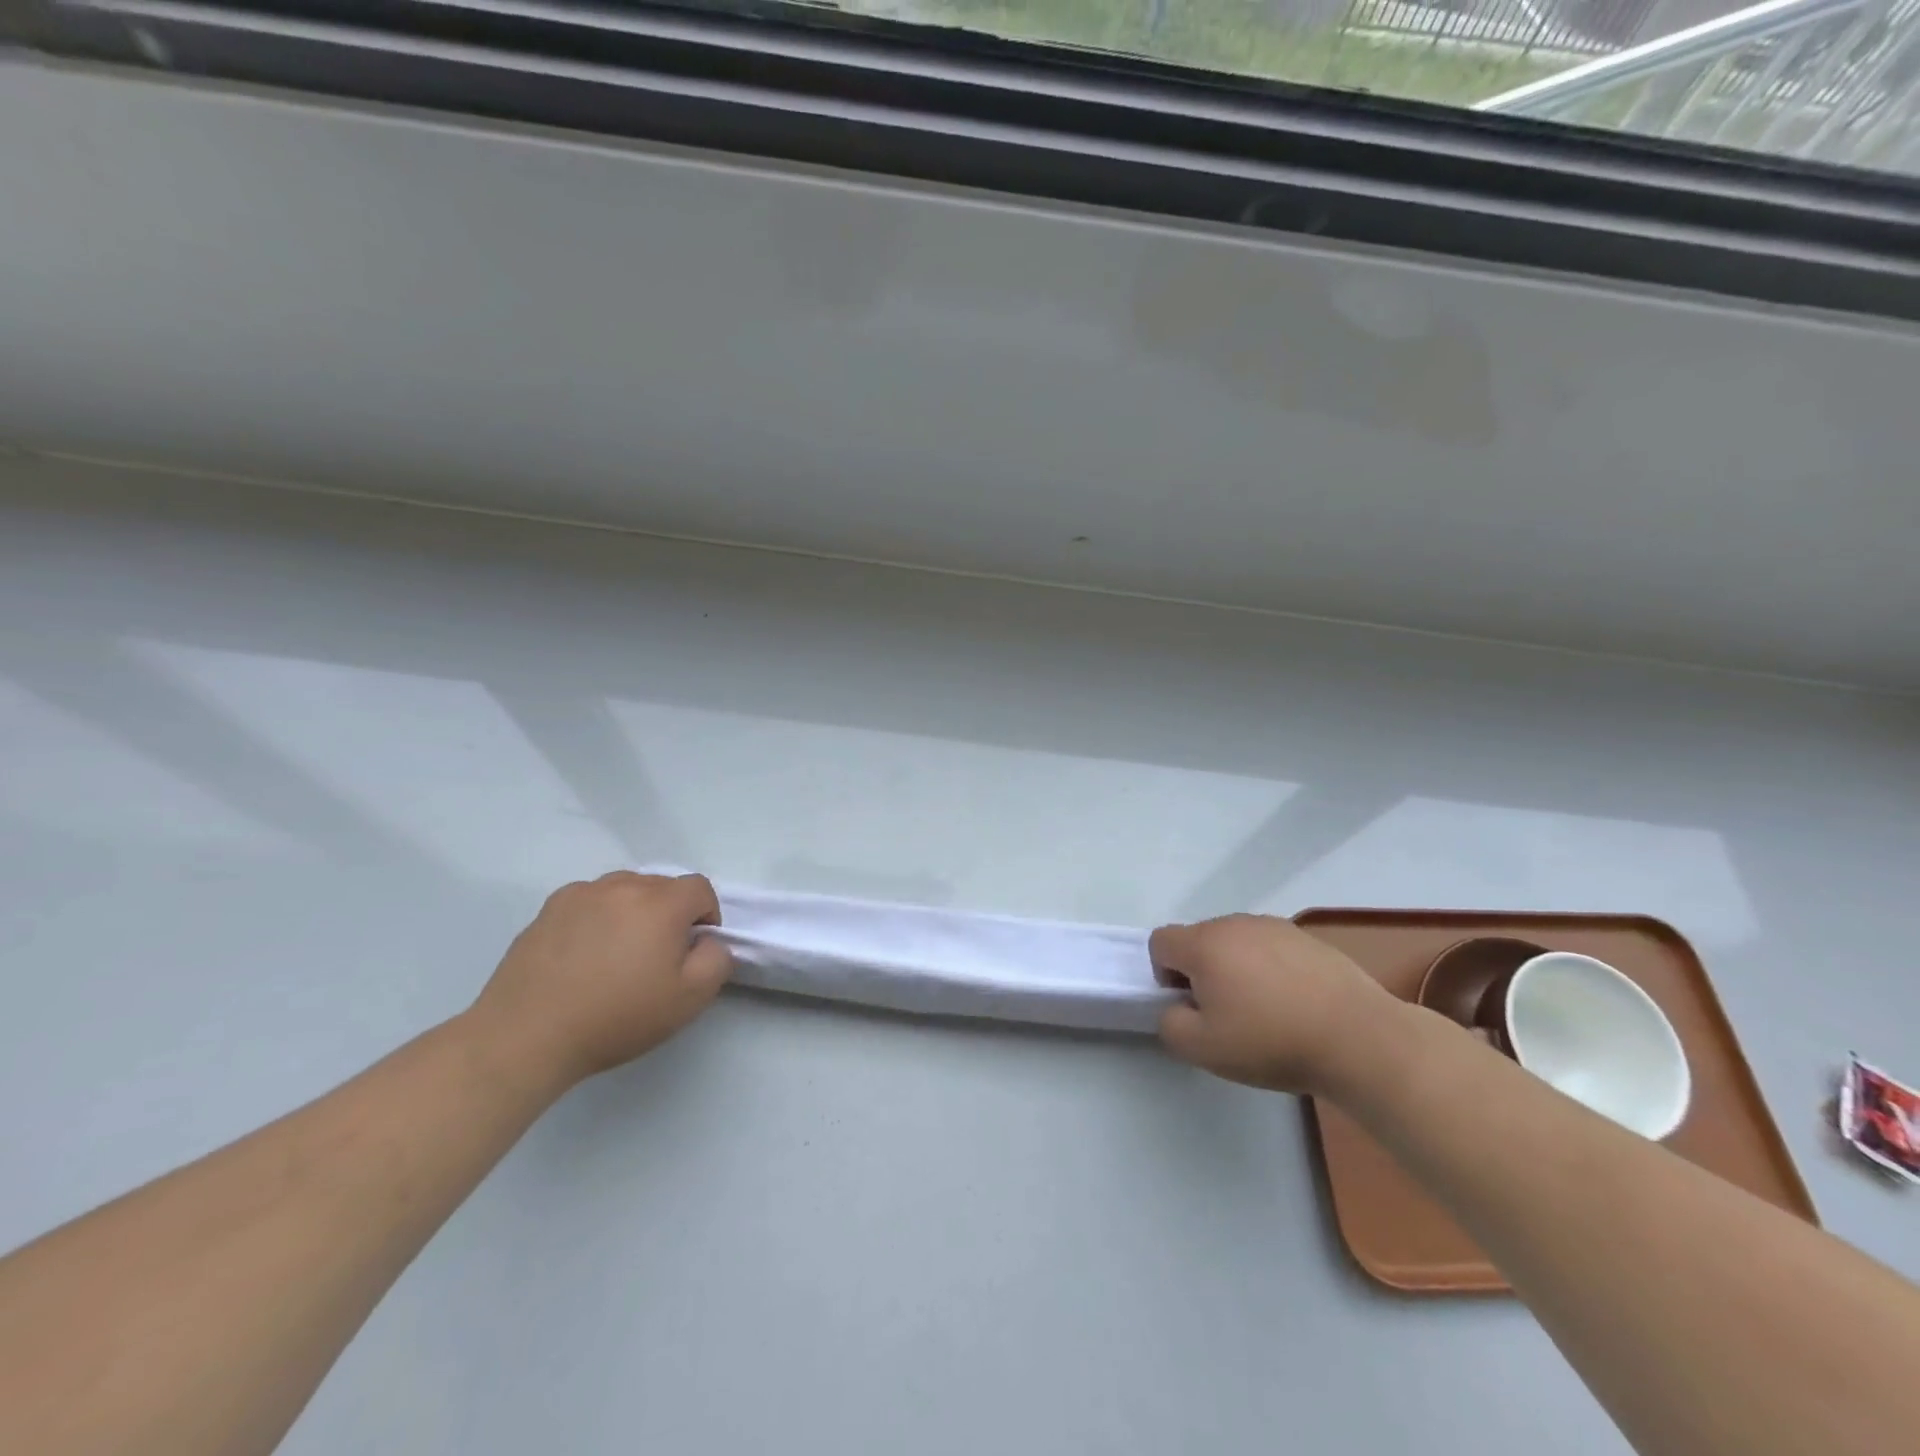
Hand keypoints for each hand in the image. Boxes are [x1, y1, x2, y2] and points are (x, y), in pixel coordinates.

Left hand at [468, 871, 731, 1089]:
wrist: (526, 1036)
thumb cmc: (616, 1017)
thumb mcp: (689, 999)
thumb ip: (717, 960)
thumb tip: (709, 941)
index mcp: (662, 903)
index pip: (700, 888)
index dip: (706, 915)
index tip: (693, 949)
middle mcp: (623, 886)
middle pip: (662, 886)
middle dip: (670, 913)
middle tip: (657, 956)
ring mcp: (582, 894)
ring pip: (624, 889)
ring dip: (633, 911)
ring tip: (618, 953)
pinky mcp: (549, 909)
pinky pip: (589, 901)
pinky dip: (597, 917)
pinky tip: (584, 954)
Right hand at [1150, 914, 1398, 1094]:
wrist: (1359, 1038)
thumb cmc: (1271, 1041)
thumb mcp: (1203, 1049)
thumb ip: (1170, 1024)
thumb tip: (1176, 1008)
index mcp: (1204, 943)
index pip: (1160, 941)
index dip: (1164, 974)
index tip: (1190, 1005)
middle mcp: (1235, 924)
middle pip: (1199, 940)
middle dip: (1201, 971)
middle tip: (1225, 1013)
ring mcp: (1275, 926)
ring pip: (1236, 943)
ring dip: (1236, 969)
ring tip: (1264, 1010)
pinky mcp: (1308, 938)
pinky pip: (1271, 948)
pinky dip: (1271, 970)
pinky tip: (1294, 1004)